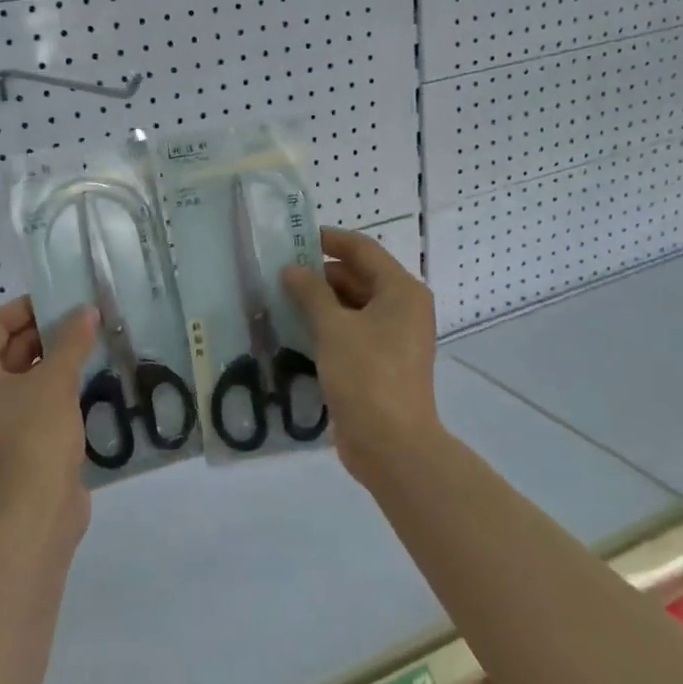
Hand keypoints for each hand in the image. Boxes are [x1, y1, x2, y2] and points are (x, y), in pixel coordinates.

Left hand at [0, 296, 98, 540]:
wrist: (36, 511)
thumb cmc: (36, 436)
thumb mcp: (56, 381)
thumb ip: (71, 341)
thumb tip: (86, 311)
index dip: (24, 308)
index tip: (60, 301)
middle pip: (7, 351)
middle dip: (43, 333)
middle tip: (82, 322)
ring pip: (22, 378)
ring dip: (52, 361)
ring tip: (88, 347)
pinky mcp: (15, 444)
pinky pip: (31, 403)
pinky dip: (53, 389)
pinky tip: (85, 382)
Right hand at [282, 227, 440, 483]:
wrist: (391, 444)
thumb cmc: (367, 375)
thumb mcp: (334, 327)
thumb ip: (311, 292)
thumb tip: (292, 269)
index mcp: (401, 291)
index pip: (363, 250)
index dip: (329, 240)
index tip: (294, 239)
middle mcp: (403, 308)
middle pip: (359, 277)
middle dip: (320, 274)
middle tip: (279, 274)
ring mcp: (395, 338)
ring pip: (354, 306)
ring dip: (321, 302)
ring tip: (281, 300)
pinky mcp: (382, 363)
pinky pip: (353, 332)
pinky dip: (328, 327)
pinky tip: (296, 330)